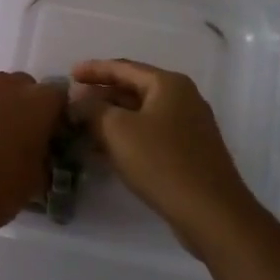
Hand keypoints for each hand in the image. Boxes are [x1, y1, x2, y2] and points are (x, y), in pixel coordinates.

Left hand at [0, 72, 68, 244]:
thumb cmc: (0, 188)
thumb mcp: (37, 180)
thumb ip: (45, 157)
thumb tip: (42, 154)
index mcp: (39, 101)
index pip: (61, 98)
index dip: (59, 117)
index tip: (56, 138)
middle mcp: (9, 88)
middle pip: (27, 88)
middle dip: (29, 108)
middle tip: (28, 139)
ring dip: (3, 112)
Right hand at [70, 59, 260, 244]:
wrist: (211, 212)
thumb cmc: (161, 162)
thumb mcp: (117, 130)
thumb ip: (92, 108)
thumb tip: (78, 98)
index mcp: (168, 84)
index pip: (123, 67)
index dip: (93, 70)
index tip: (69, 74)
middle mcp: (183, 98)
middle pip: (133, 89)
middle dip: (102, 95)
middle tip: (73, 102)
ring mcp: (189, 126)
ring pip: (141, 114)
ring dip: (111, 118)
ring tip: (82, 126)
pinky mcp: (189, 152)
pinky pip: (150, 134)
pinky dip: (126, 136)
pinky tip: (105, 150)